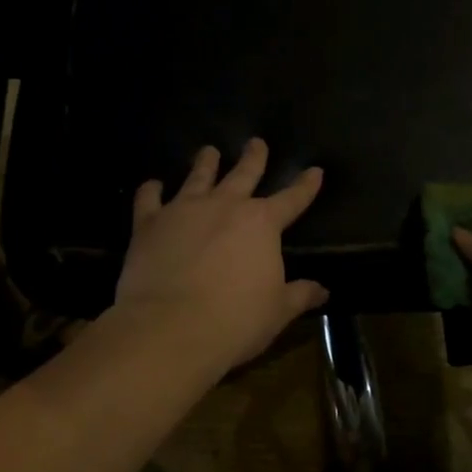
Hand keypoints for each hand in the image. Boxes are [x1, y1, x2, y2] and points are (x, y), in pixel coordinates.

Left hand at [113, 139, 327, 375]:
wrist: (171, 328)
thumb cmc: (235, 320)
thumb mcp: (277, 311)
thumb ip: (299, 295)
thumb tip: (322, 290)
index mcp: (262, 223)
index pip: (292, 199)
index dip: (306, 185)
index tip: (315, 170)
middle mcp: (225, 206)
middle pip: (243, 174)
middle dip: (254, 158)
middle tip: (256, 142)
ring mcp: (184, 210)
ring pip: (198, 177)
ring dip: (205, 163)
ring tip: (209, 150)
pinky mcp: (149, 225)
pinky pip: (149, 200)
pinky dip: (151, 190)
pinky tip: (152, 185)